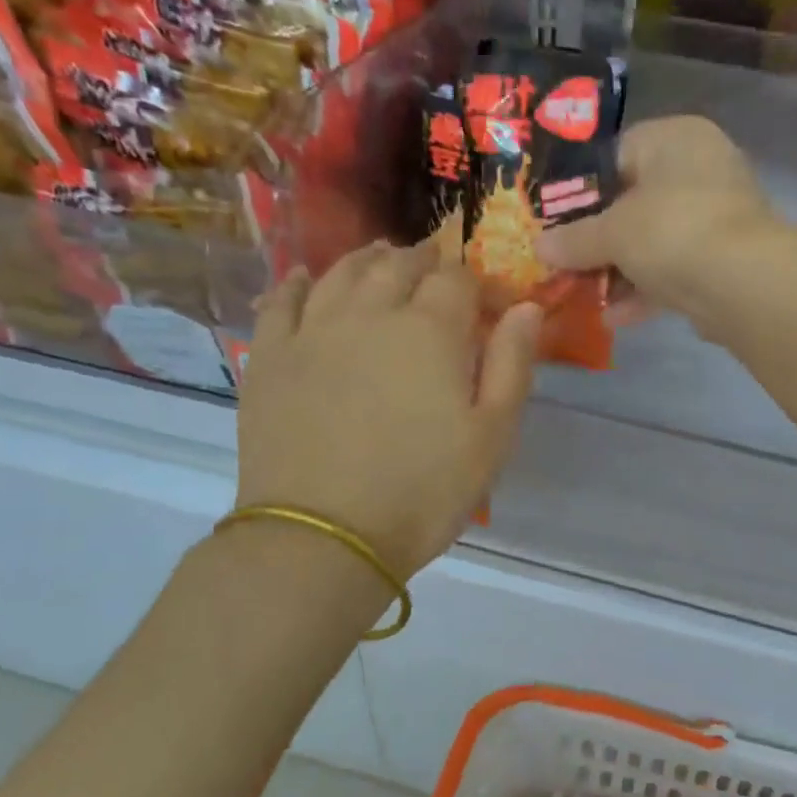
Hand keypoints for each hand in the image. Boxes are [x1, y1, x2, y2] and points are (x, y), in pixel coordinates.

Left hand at [236, 243, 541, 579]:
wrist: (324, 536)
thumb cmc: (424, 491)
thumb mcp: (493, 436)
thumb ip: (513, 364)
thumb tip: (526, 307)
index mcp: (431, 330)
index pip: (458, 278)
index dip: (478, 282)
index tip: (490, 303)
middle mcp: (370, 312)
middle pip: (399, 265)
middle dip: (425, 262)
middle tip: (437, 273)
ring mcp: (313, 331)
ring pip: (342, 272)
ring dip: (369, 260)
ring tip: (383, 260)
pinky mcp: (270, 357)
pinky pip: (283, 300)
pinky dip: (300, 282)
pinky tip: (309, 279)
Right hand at [534, 116, 780, 323]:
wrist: (743, 283)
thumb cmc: (671, 232)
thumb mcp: (611, 233)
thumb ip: (573, 239)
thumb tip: (539, 246)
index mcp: (675, 139)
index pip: (616, 154)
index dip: (581, 189)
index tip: (555, 220)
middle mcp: (701, 168)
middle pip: (634, 202)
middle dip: (598, 239)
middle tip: (565, 262)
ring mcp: (717, 216)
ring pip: (654, 241)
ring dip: (618, 271)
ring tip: (583, 296)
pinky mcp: (725, 260)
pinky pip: (674, 269)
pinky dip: (645, 291)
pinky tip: (614, 318)